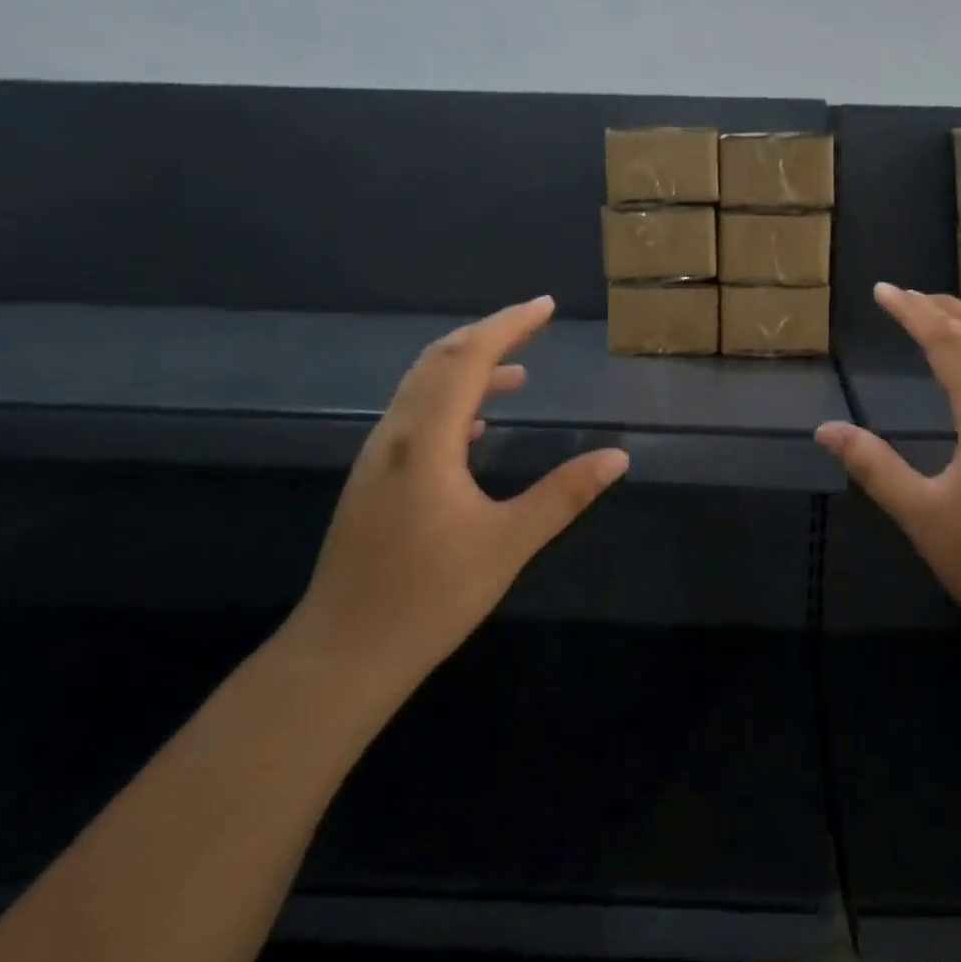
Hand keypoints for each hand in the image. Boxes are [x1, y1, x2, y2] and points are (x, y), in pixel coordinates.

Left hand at [288, 296, 628, 695]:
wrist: (342, 655)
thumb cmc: (429, 597)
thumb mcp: (509, 543)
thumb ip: (564, 494)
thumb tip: (618, 456)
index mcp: (426, 440)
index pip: (468, 359)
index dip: (508, 326)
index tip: (545, 306)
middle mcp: (396, 435)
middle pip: (439, 361)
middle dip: (488, 334)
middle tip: (533, 322)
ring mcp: (379, 457)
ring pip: (422, 387)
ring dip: (469, 368)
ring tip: (518, 373)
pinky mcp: (374, 480)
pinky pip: (416, 417)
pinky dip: (451, 402)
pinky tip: (478, 428)